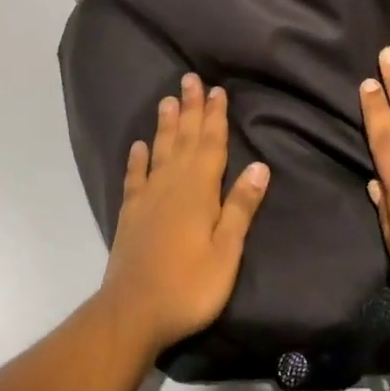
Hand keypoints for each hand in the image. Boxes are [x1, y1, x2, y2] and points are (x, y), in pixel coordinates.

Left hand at [100, 73, 269, 357]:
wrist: (133, 312)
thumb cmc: (189, 286)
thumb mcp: (227, 251)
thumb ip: (240, 208)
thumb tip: (259, 166)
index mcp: (199, 192)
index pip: (210, 145)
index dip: (215, 117)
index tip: (217, 90)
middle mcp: (172, 185)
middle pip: (183, 139)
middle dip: (189, 109)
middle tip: (190, 79)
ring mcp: (147, 197)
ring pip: (159, 151)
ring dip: (165, 125)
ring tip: (167, 99)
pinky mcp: (130, 213)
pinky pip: (134, 177)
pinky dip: (137, 158)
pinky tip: (138, 145)